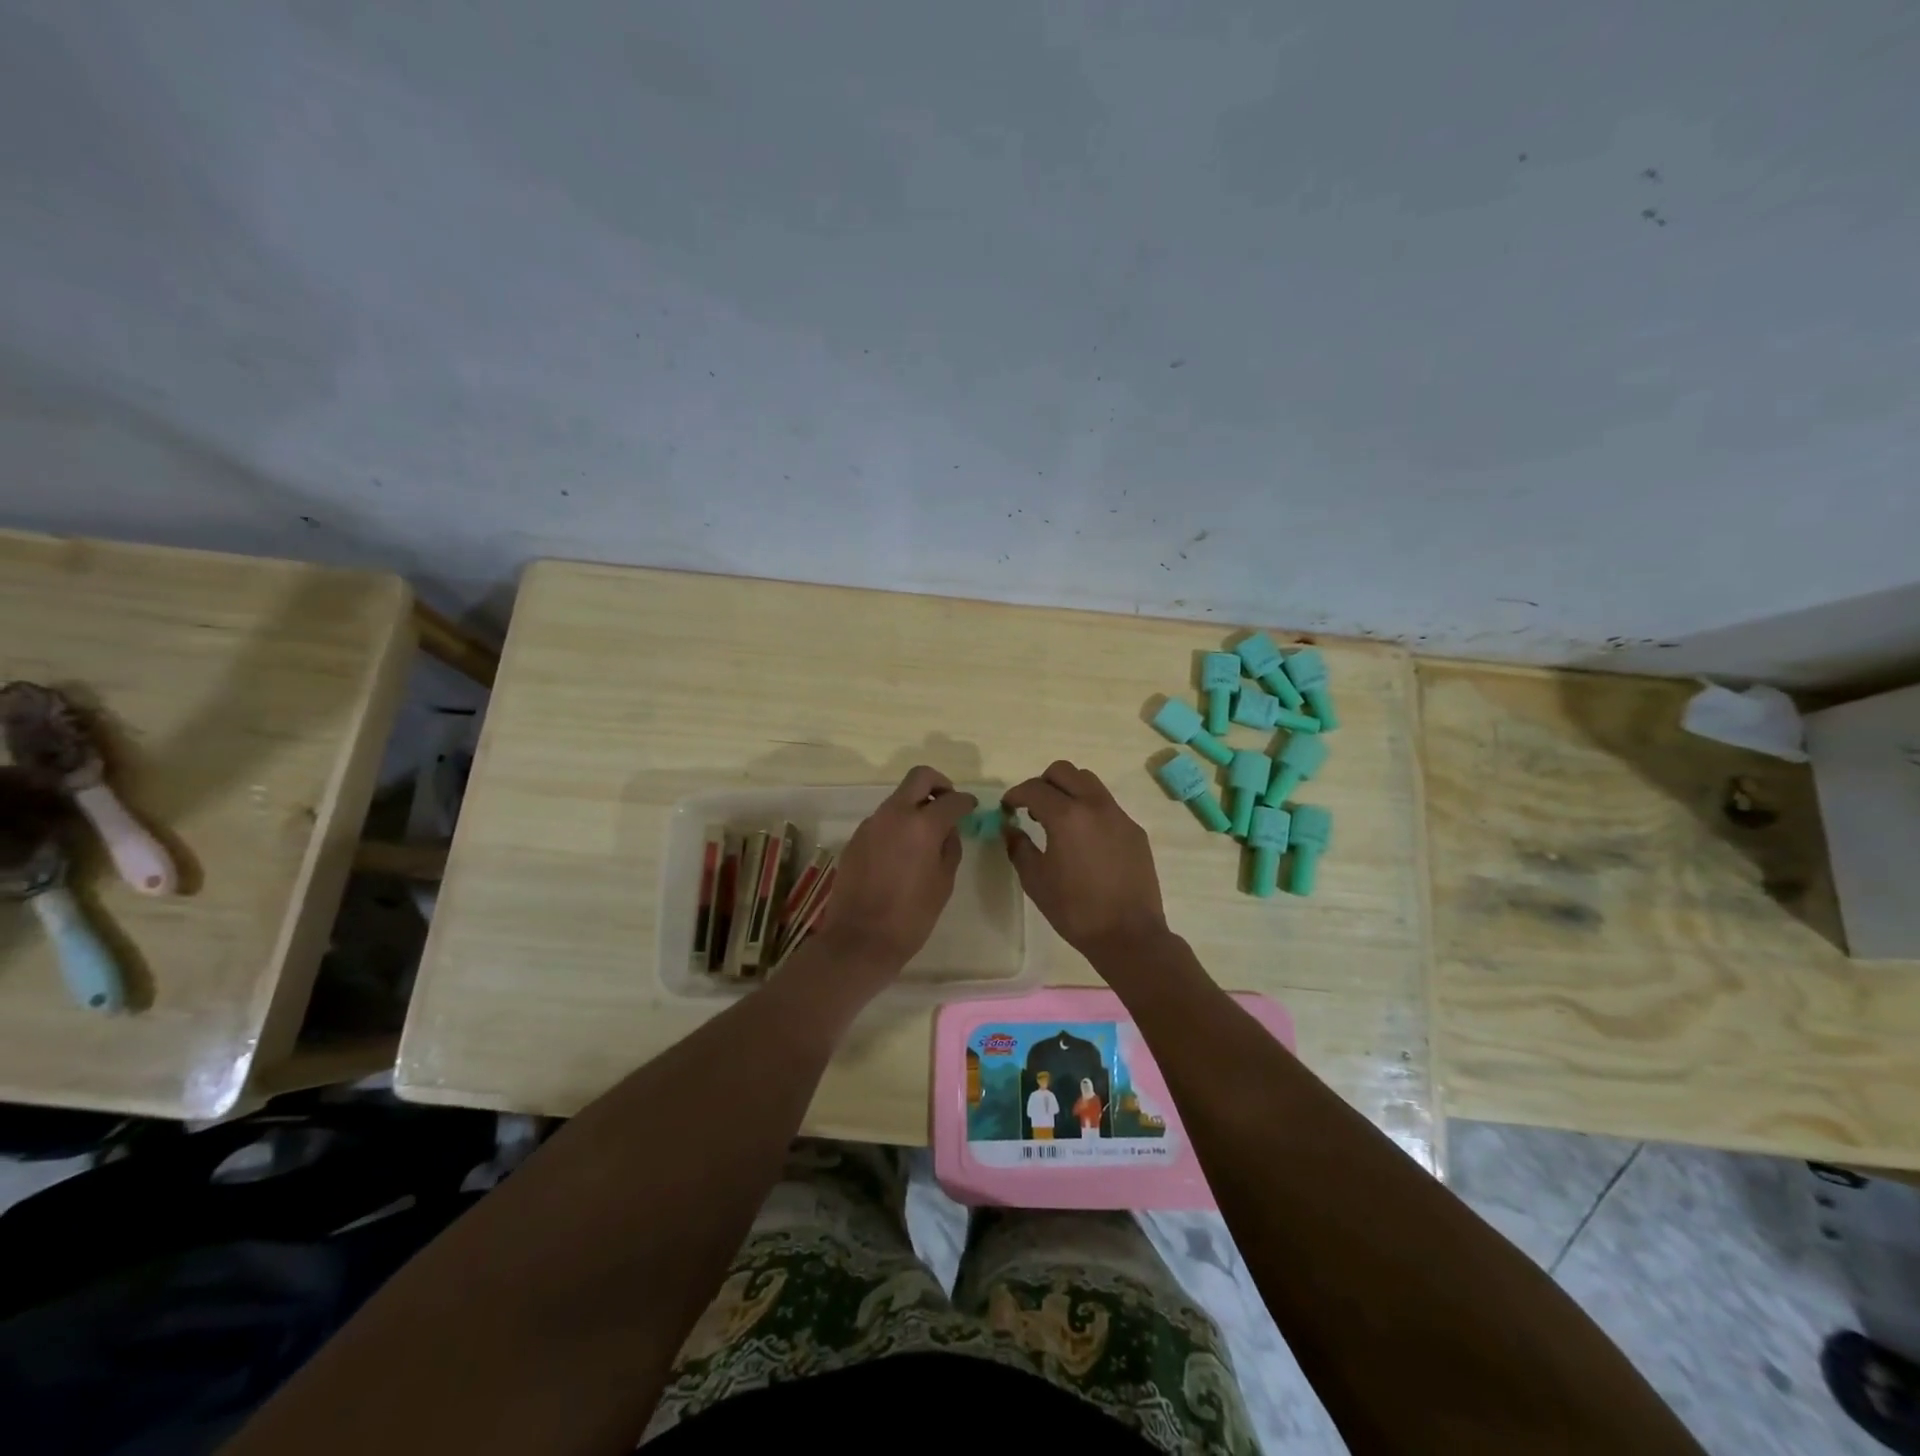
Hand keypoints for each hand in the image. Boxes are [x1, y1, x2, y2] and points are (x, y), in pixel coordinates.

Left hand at [816, 766, 975, 979]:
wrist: (860, 939)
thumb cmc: (911, 916)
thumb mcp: (943, 882)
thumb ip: (950, 847)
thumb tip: (948, 830)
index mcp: (922, 825)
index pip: (952, 800)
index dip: (966, 802)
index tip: (971, 808)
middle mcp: (895, 814)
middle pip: (919, 777)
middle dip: (939, 784)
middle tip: (948, 804)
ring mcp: (871, 823)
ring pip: (898, 798)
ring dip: (915, 806)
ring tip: (926, 834)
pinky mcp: (856, 837)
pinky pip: (883, 819)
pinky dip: (898, 824)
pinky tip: (903, 851)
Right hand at [1002, 761, 1168, 966]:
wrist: (1129, 935)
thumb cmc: (1075, 909)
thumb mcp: (1035, 880)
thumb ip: (1019, 847)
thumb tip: (1011, 828)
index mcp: (1066, 816)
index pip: (1034, 788)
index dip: (1015, 795)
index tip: (1007, 808)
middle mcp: (1094, 806)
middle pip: (1064, 771)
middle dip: (1042, 783)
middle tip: (1032, 808)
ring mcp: (1119, 815)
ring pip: (1089, 783)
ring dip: (1068, 791)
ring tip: (1059, 819)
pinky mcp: (1135, 830)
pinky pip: (1107, 805)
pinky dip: (1089, 810)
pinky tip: (1085, 840)